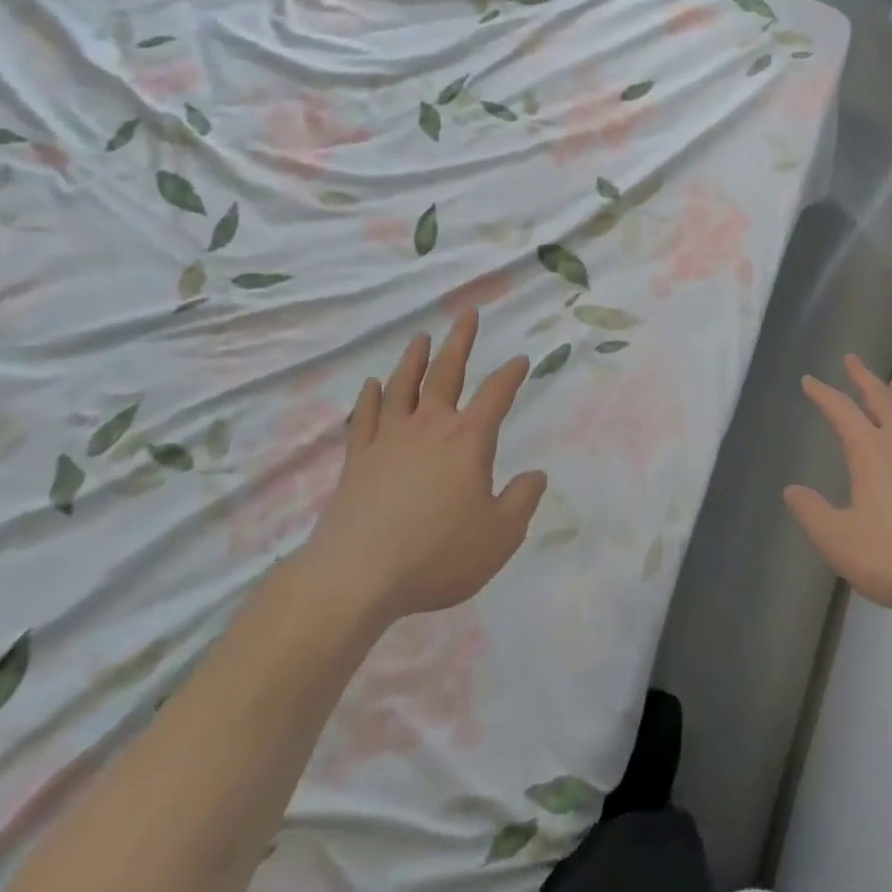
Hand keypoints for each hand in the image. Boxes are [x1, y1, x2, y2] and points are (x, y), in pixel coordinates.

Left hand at [300, 309, 547, 633]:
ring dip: (414, 359)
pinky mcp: (357, 460)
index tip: (520, 359)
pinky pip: (364, 418)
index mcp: (468, 439)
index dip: (511, 374)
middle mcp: (429, 427)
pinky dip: (370, 397)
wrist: (356, 577)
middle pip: (447, 372)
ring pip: (403, 386)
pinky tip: (372, 385)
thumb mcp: (499, 536)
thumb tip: (535, 476)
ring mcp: (388, 440)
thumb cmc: (437, 554)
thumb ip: (521, 501)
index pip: (496, 394)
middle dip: (460, 341)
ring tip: (421, 337)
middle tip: (467, 314)